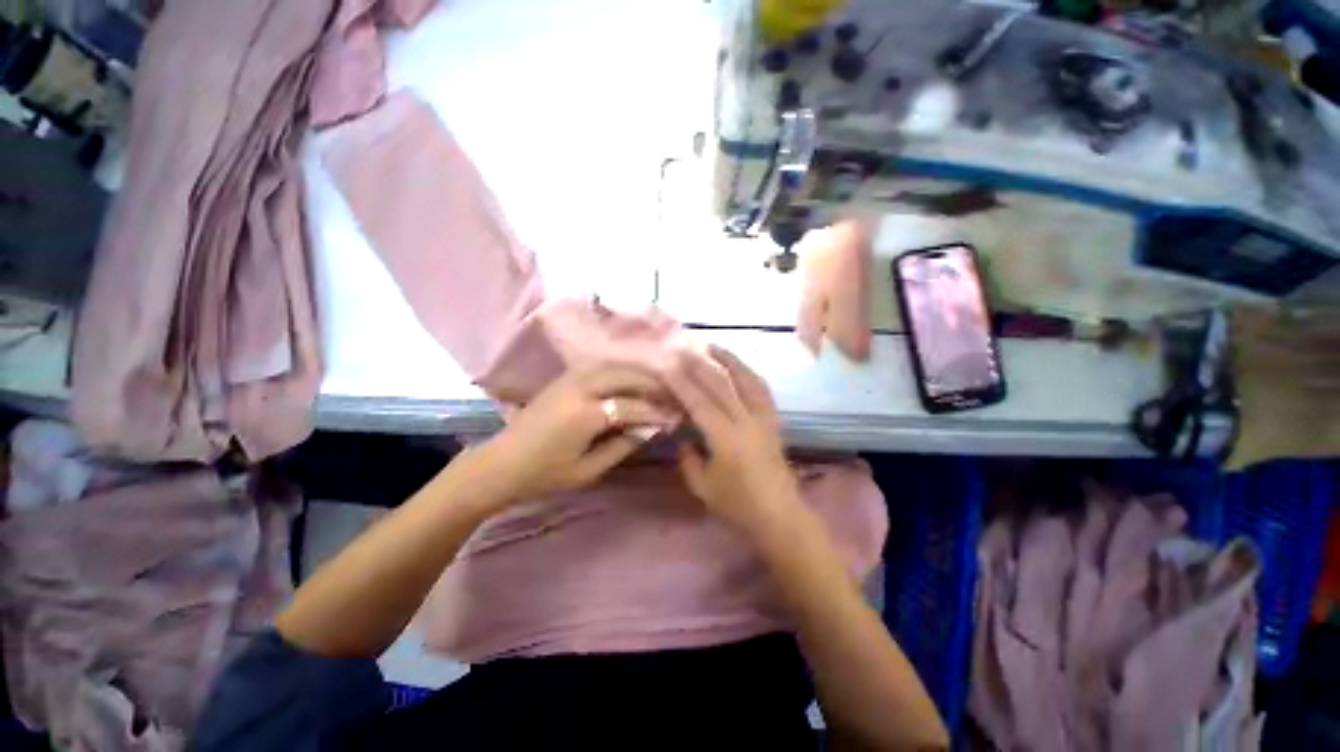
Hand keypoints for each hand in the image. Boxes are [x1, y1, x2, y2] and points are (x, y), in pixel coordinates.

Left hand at [480, 364, 679, 500]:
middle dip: (653, 383)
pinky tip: (633, 378)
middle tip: (672, 394)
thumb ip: (622, 446)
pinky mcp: (564, 377)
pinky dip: (622, 369)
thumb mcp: (587, 470)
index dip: (657, 412)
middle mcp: (580, 387)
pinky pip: (601, 366)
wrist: (500, 464)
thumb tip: (650, 428)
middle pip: (627, 375)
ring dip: (639, 372)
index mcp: (585, 414)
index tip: (677, 417)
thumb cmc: (544, 475)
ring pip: (615, 365)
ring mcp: (570, 378)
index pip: (633, 407)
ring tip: (658, 384)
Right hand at [663, 346, 802, 533]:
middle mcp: (747, 422)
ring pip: (747, 380)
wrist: (779, 516)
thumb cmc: (737, 506)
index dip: (681, 383)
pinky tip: (740, 367)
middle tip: (684, 348)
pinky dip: (749, 374)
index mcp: (726, 439)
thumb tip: (680, 434)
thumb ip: (687, 457)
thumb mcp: (702, 487)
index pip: (699, 403)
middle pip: (722, 385)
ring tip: (714, 346)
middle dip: (700, 364)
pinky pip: (762, 390)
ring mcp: (764, 419)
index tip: (667, 366)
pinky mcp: (774, 421)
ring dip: (730, 360)